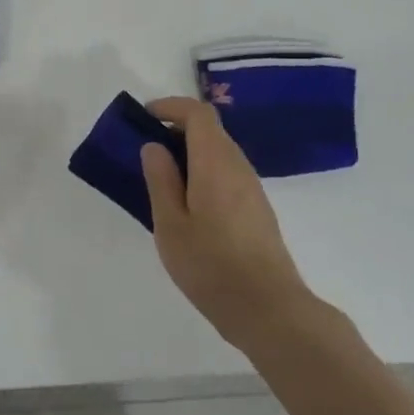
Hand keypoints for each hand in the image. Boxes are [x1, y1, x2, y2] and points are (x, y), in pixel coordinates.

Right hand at [140, 98, 316, 349]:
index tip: (145, 117)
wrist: (268, 308)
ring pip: (219, 153)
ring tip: (162, 180)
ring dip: (190, 154)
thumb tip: (155, 146)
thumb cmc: (211, 265)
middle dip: (177, 130)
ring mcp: (252, 188)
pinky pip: (227, 174)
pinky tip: (187, 206)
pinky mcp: (257, 209)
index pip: (198, 113)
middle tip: (146, 152)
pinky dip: (203, 173)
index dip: (171, 107)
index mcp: (215, 162)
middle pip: (210, 130)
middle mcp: (238, 166)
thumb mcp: (170, 224)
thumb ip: (161, 180)